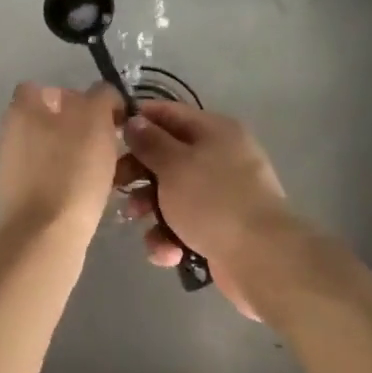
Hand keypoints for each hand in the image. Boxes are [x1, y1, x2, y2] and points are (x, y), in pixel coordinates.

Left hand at [0, 82, 124, 237]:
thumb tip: (104, 96)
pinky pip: (48, 179)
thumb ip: (102, 97)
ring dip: (75, 157)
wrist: (45, 235)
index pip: (44, 88)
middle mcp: (9, 133)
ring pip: (50, 151)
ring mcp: (9, 168)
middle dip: (78, 129)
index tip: (101, 113)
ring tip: (106, 171)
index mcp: (21, 109)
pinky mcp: (17, 198)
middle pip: (47, 120)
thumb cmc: (71, 169)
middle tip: (108, 143)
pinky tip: (90, 195)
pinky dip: (67, 182)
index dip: (74, 96)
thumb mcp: (96, 119)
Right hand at [116, 102, 302, 320]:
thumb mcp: (174, 164)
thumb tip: (135, 120)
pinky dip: (171, 237)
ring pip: (173, 194)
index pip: (169, 113)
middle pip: (168, 156)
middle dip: (139, 172)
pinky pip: (185, 225)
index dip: (138, 120)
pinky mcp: (221, 229)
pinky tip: (167, 252)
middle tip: (116, 184)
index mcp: (215, 131)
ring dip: (151, 208)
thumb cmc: (213, 200)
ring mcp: (223, 195)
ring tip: (138, 221)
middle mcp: (221, 157)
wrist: (262, 259)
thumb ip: (150, 141)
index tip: (109, 134)